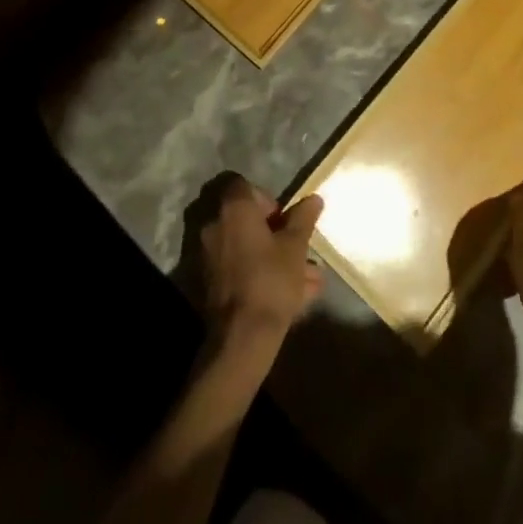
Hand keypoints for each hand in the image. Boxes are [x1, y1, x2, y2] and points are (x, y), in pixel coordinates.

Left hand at [200, 178, 323, 344]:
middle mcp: (214, 226)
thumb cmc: (271, 280)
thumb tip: (314, 198)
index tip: (283, 219)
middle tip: (295, 249)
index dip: (266, 198)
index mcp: (234, 209)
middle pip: (245, 219)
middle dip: (272, 232)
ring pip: (245, 248)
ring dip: (271, 257)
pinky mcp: (209, 282)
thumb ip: (304, 218)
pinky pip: (238, 269)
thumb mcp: (296, 246)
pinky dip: (259, 275)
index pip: (244, 186)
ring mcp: (208, 255)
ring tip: (306, 279)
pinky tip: (290, 295)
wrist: (242, 337)